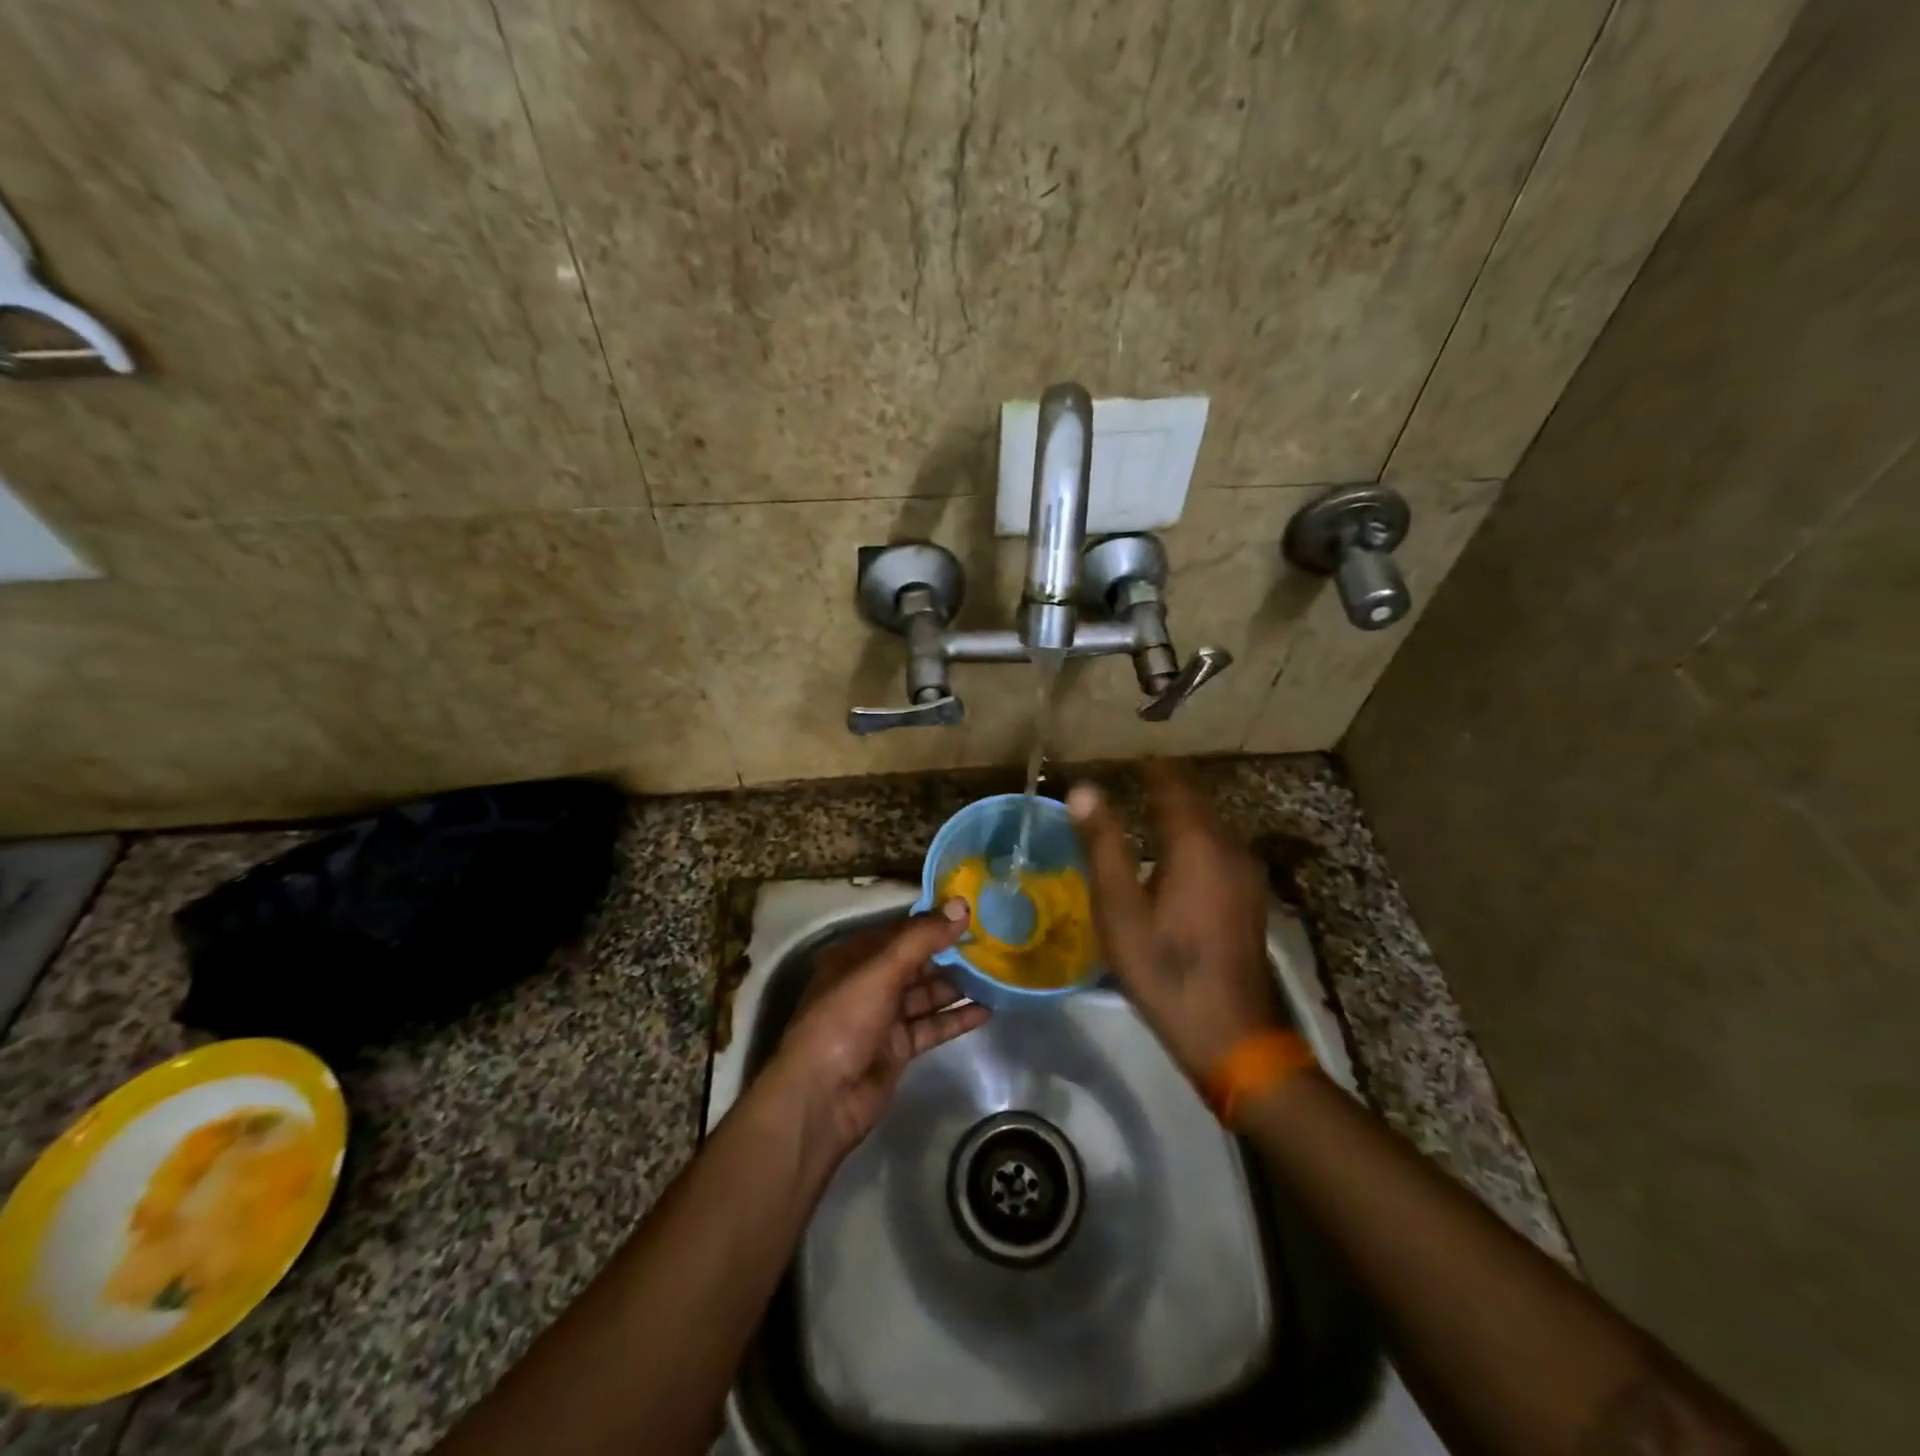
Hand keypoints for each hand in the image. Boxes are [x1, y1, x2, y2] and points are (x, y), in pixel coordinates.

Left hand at [766, 901, 989, 1158]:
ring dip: (957, 985)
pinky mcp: (898, 1048)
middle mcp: (868, 982)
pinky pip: (931, 1026)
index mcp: (855, 956)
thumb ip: (923, 938)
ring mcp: (883, 1017)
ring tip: (996, 972)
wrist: (821, 1098)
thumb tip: (962, 906)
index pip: (901, 930)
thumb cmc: (844, 1020)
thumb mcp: (881, 970)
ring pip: (926, 994)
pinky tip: (987, 1010)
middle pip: (916, 962)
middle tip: (994, 942)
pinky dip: (956, 1018)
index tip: (973, 912)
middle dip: (951, 953)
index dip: (935, 921)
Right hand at [1068, 761, 1282, 1079]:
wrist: (1230, 1031)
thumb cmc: (1164, 967)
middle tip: (1137, 775)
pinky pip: (1221, 845)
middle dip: (1169, 783)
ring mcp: (1246, 872)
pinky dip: (1197, 833)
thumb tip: (1084, 789)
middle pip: (1198, 799)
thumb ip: (1102, 844)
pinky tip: (1179, 850)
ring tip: (1152, 805)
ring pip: (1212, 822)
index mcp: (1195, 843)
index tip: (1130, 756)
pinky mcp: (1250, 895)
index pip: (1173, 785)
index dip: (1152, 768)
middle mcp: (1228, 846)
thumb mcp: (1119, 908)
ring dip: (1184, 809)